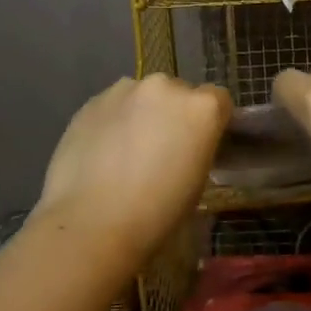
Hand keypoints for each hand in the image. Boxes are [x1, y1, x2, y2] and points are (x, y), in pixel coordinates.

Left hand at [32, 74, 232, 262]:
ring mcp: (124, 90)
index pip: (219, 100)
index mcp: (201, 108)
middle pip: (178, 93)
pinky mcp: (91, 102)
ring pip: (142, 96)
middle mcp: (165, 87)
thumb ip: (198, 150)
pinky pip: (113, 106)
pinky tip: (102, 154)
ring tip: (127, 152)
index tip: (201, 144)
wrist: (92, 223)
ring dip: (142, 115)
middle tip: (162, 150)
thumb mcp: (197, 183)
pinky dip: (113, 122)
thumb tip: (188, 146)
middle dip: (174, 115)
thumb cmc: (157, 214)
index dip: (211, 122)